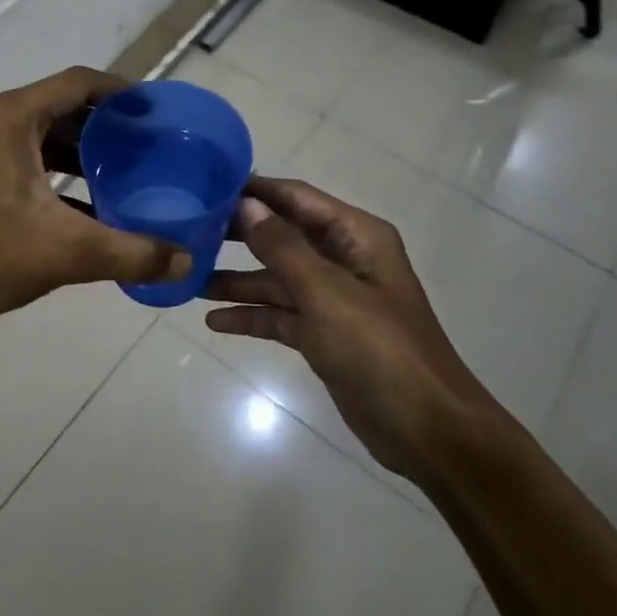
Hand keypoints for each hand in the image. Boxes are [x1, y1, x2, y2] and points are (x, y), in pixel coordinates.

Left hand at [0, 67, 190, 329]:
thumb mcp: (67, 252)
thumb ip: (132, 253)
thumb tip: (187, 261)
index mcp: (14, 117)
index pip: (78, 82)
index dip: (121, 90)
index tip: (156, 109)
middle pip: (64, 105)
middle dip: (108, 122)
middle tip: (150, 142)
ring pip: (47, 133)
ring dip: (86, 148)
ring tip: (129, 169)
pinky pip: (30, 155)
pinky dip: (62, 169)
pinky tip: (92, 200)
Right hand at [204, 176, 500, 485]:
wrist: (427, 431)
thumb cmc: (379, 349)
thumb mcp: (326, 292)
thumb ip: (282, 246)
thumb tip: (245, 204)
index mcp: (355, 236)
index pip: (296, 197)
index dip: (255, 190)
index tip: (207, 185)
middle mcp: (344, 259)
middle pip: (283, 236)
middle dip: (239, 234)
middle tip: (189, 229)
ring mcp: (333, 299)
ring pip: (277, 278)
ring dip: (238, 279)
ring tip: (190, 278)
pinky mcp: (324, 334)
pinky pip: (281, 314)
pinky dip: (252, 315)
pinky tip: (215, 320)